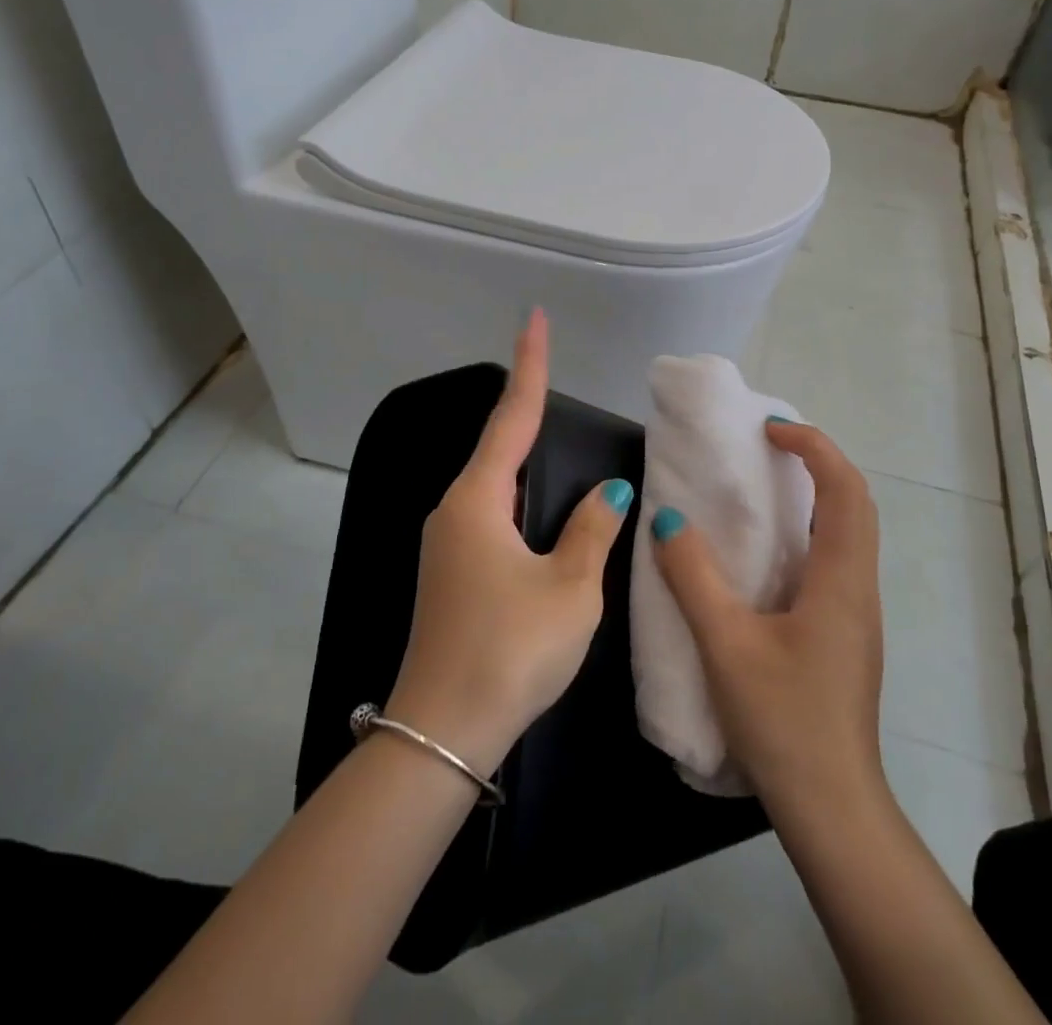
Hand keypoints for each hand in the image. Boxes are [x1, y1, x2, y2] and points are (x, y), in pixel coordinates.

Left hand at [386, 309, 632, 775]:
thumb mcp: (569, 589)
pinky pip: (490, 513)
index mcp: (478, 501)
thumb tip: (608, 494)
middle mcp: (455, 510)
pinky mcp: (451, 571)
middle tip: (551, 372)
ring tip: (552, 432)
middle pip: (498, 445)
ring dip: (523, 456)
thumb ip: (591, 531)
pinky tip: (538, 507)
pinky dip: (518, 496)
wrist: (443, 733)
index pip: (513, 417)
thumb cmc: (511, 650)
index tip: (533, 319)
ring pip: (493, 483)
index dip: (529, 366)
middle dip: (526, 408)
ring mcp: (447, 542)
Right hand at [651, 420, 885, 813]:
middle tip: (769, 447)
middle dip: (819, 462)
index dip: (814, 446)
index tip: (771, 430)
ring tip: (766, 486)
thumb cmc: (783, 720)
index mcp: (841, 579)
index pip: (845, 489)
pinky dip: (811, 530)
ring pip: (850, 532)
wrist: (831, 805)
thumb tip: (668, 520)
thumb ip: (693, 577)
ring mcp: (858, 613)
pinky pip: (836, 559)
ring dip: (818, 495)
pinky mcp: (846, 634)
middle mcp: (860, 587)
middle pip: (856, 503)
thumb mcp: (725, 644)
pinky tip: (769, 552)